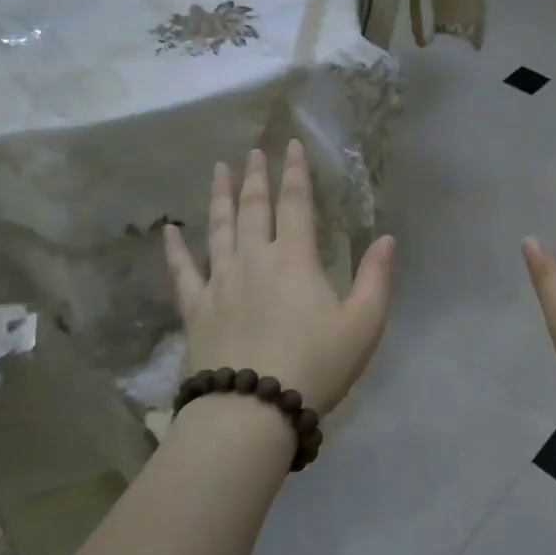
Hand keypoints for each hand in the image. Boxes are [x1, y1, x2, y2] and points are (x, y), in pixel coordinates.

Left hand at [164, 140, 394, 414]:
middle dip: (255, 177)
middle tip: (252, 151)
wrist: (252, 409)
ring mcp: (220, 282)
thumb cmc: (316, 366)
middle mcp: (253, 259)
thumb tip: (386, 239)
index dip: (295, 172)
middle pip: (252, 208)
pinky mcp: (196, 308)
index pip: (295, 203)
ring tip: (218, 170)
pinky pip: (183, 271)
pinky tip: (170, 231)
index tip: (290, 145)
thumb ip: (376, 278)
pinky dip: (175, 249)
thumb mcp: (363, 325)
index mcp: (294, 259)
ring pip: (218, 228)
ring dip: (219, 197)